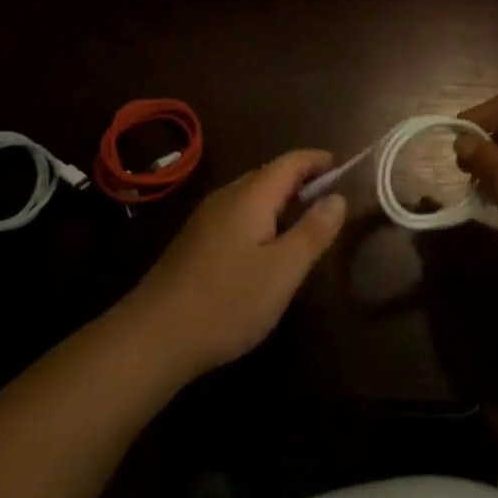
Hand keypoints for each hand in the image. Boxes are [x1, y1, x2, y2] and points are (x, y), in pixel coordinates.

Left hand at [127, 150, 346, 376]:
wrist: (153, 337)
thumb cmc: (228, 301)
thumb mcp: (283, 270)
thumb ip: (313, 231)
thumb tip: (338, 197)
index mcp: (250, 197)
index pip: (290, 162)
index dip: (317, 160)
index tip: (344, 166)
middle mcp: (225, 198)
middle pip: (268, 175)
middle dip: (301, 179)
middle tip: (331, 197)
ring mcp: (205, 220)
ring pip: (250, 196)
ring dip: (280, 199)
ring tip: (305, 219)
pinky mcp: (194, 243)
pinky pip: (237, 215)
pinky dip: (262, 217)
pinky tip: (267, 246)